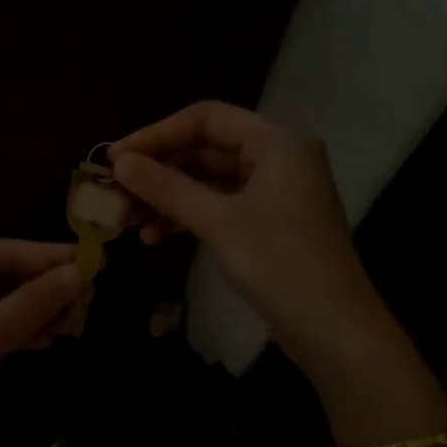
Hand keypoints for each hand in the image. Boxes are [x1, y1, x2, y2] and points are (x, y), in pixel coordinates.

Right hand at [111, 102, 388, 386]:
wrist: (332, 328)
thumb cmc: (279, 263)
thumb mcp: (218, 222)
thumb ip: (167, 188)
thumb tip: (120, 163)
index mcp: (276, 141)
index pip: (206, 119)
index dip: (157, 134)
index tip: (115, 158)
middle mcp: (277, 157)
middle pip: (206, 148)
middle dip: (159, 170)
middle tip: (115, 191)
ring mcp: (274, 192)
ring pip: (209, 181)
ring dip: (168, 197)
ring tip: (127, 219)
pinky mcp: (268, 223)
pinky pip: (220, 206)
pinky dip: (188, 217)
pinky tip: (155, 237)